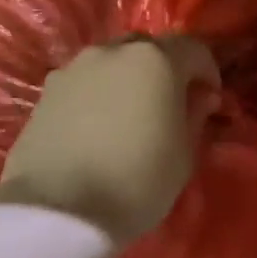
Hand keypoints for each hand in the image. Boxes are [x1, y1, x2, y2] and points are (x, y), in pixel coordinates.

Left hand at [0, 38, 220, 247]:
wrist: (59, 209)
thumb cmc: (137, 182)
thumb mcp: (184, 156)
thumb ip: (195, 116)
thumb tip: (201, 97)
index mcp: (155, 61)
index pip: (193, 48)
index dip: (207, 71)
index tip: (210, 98)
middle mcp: (112, 52)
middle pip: (148, 49)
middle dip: (165, 70)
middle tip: (170, 104)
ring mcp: (74, 68)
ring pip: (112, 63)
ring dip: (128, 81)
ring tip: (131, 117)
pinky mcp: (46, 92)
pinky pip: (84, 83)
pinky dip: (98, 96)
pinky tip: (99, 128)